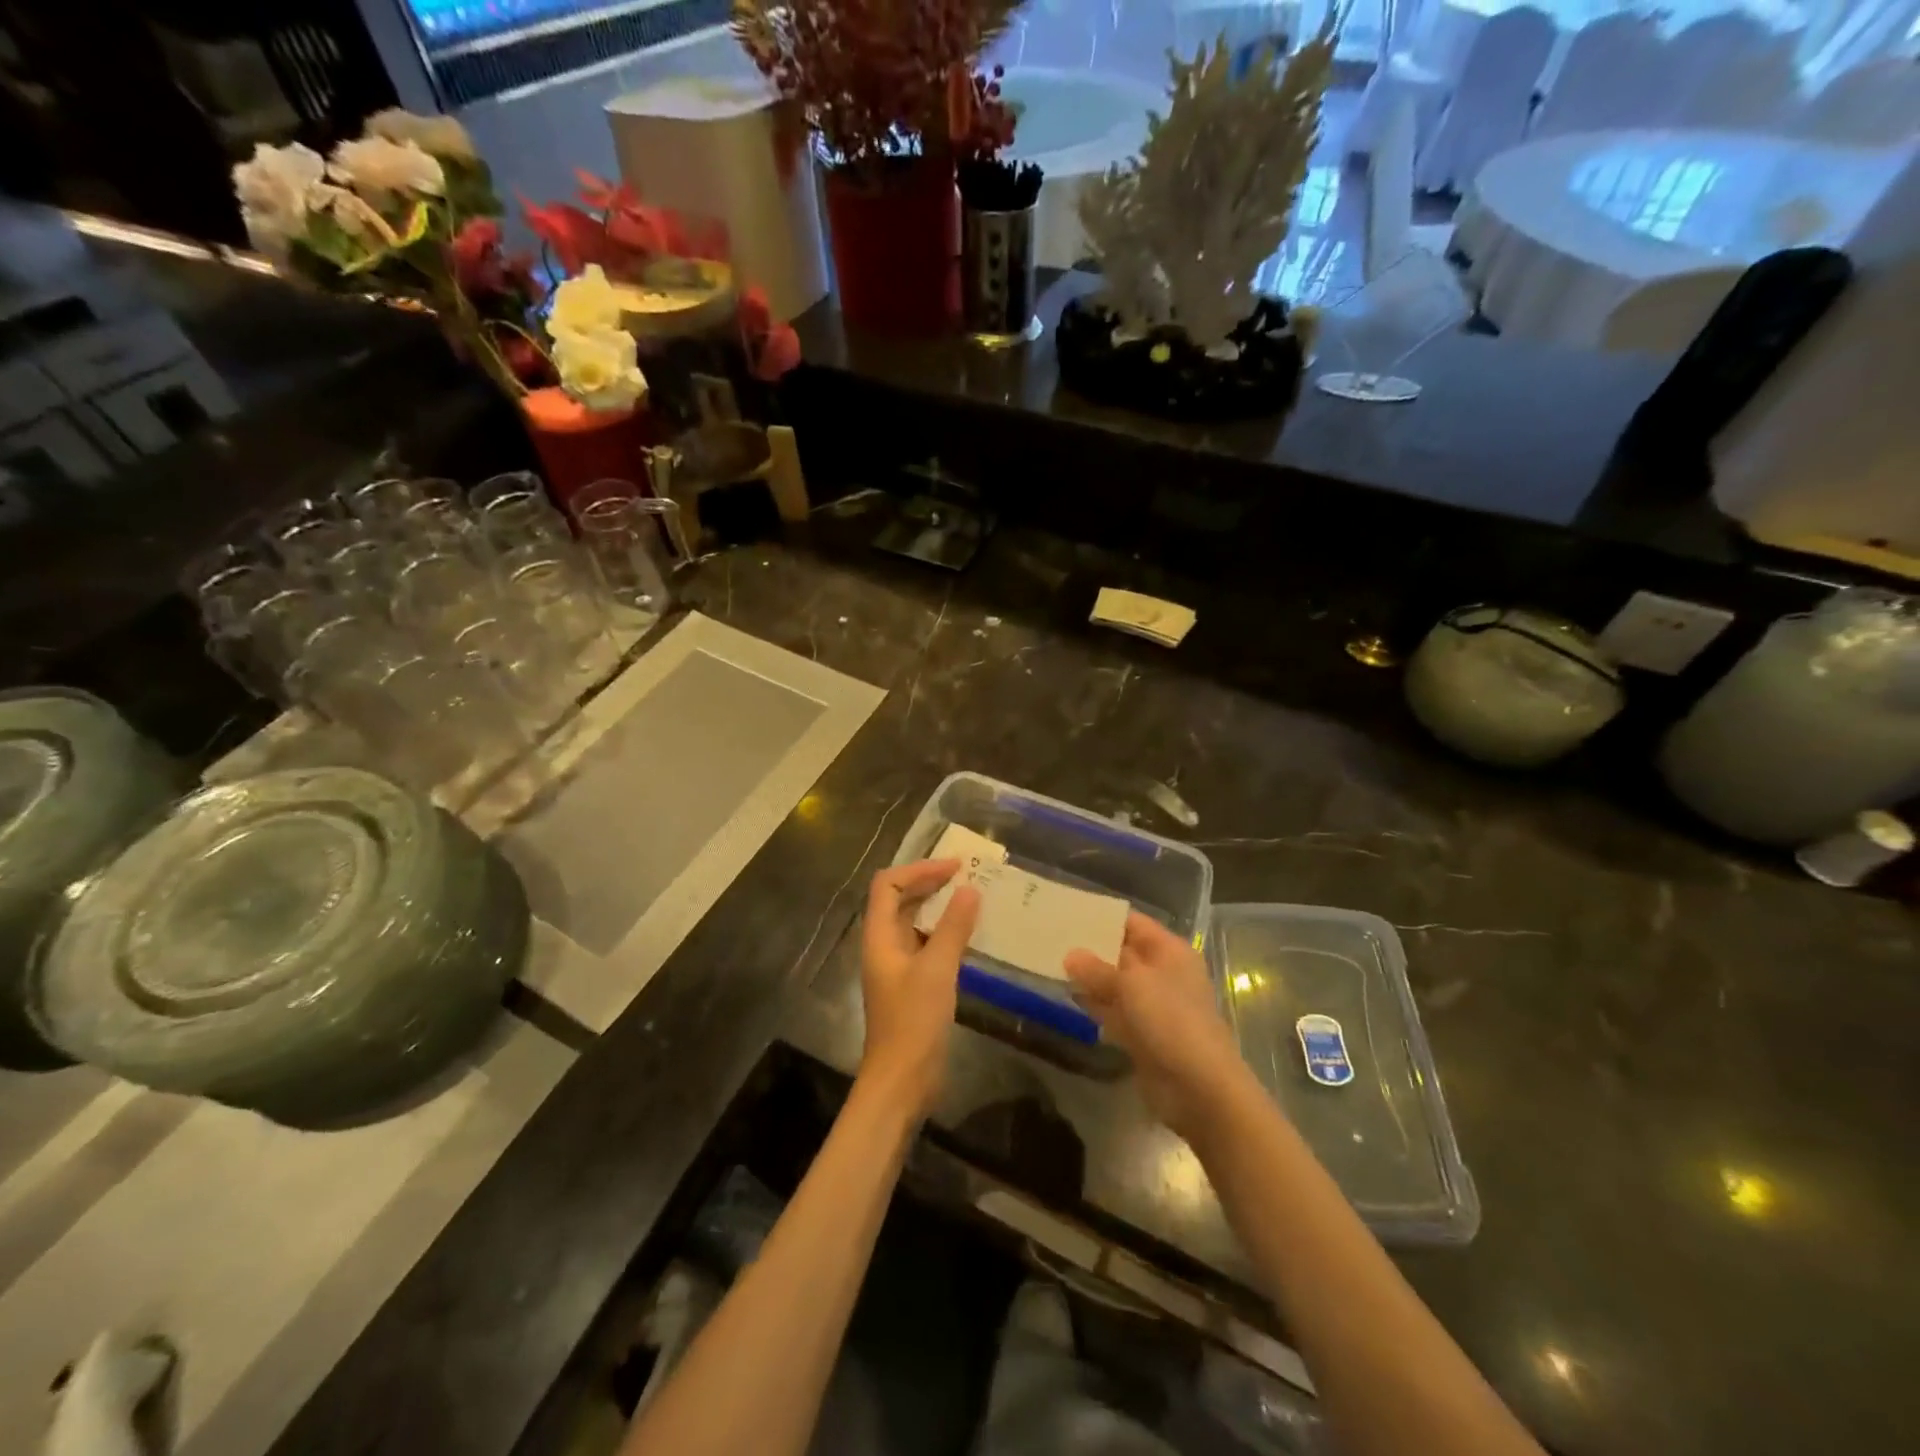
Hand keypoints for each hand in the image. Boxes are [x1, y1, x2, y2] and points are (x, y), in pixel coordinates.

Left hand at [859, 859, 979, 1115]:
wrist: (902, 1081)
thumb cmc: (913, 1022)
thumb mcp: (937, 970)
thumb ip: (953, 928)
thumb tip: (969, 889)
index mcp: (879, 937)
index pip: (889, 885)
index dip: (919, 869)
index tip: (954, 867)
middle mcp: (884, 946)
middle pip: (899, 900)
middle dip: (929, 883)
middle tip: (966, 876)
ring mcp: (897, 967)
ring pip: (914, 922)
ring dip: (939, 907)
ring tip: (971, 899)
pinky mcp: (912, 985)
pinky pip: (926, 945)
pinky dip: (945, 933)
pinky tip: (969, 937)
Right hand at [1064, 913, 1250, 1142]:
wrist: (1199, 1088)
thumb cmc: (1170, 1020)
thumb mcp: (1131, 985)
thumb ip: (1097, 969)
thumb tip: (1070, 955)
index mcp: (1169, 951)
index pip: (1132, 923)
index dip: (1102, 917)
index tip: (1067, 912)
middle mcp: (1162, 973)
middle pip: (1122, 952)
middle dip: (1090, 947)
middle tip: (1050, 936)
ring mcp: (1152, 1005)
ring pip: (1115, 983)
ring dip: (1088, 977)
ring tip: (1050, 962)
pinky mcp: (1142, 1033)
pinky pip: (1113, 1010)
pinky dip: (1094, 1004)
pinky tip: (1067, 995)